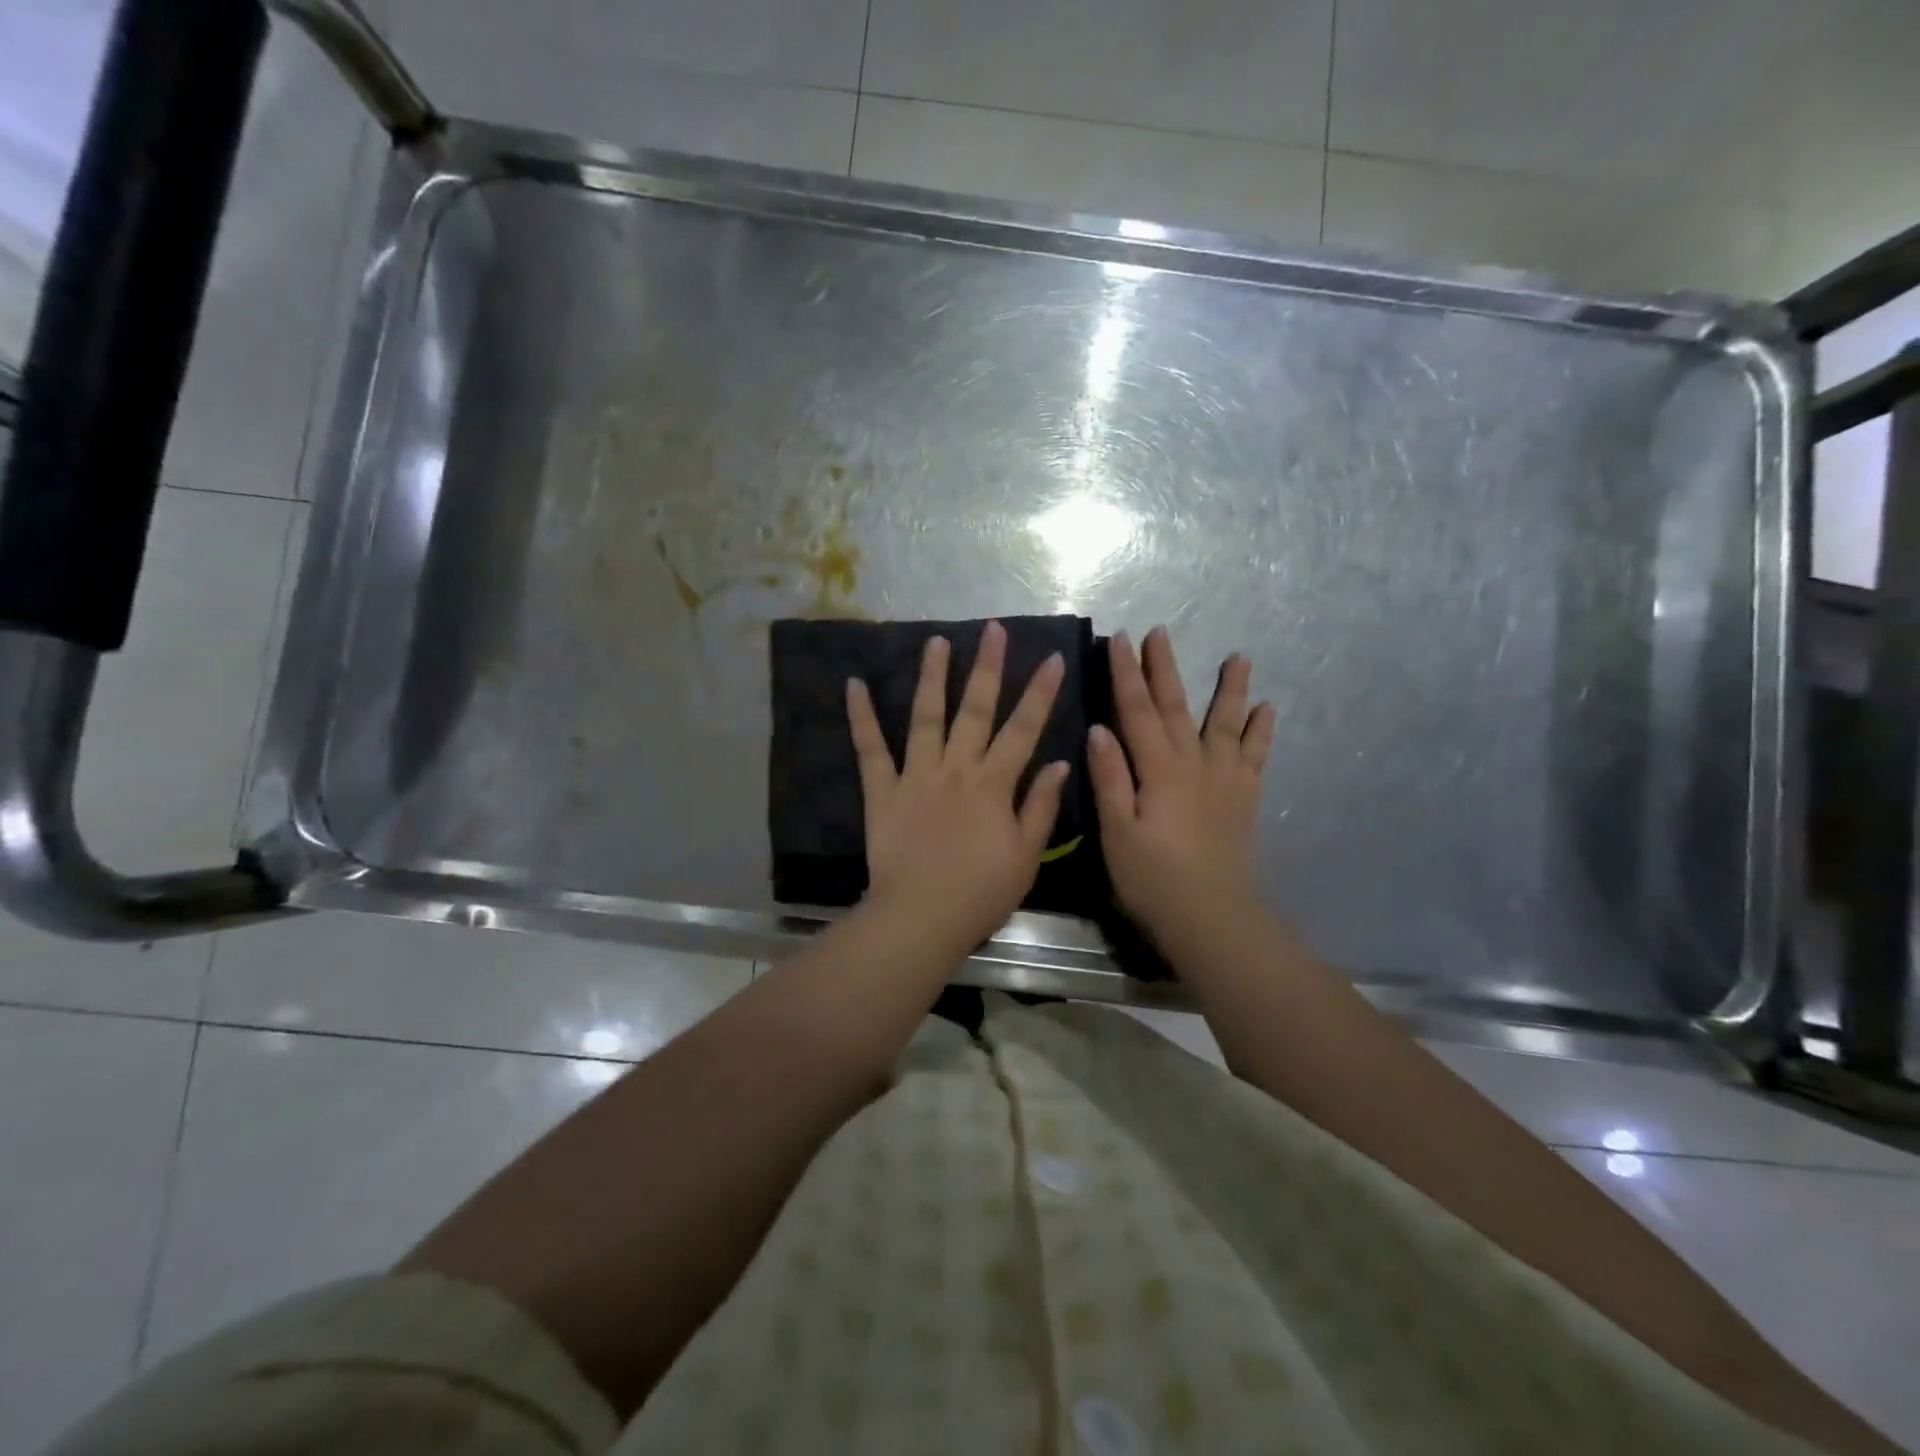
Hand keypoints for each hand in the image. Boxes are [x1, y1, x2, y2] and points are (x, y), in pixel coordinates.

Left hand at [847, 621, 1070, 949]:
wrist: (921, 918)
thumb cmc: (980, 893)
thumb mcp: (1026, 856)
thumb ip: (1040, 806)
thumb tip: (1057, 762)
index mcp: (994, 785)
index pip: (1023, 729)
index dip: (1040, 693)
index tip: (1051, 657)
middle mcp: (956, 769)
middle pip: (975, 710)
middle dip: (987, 667)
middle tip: (993, 629)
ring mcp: (916, 776)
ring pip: (926, 717)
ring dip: (932, 677)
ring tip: (935, 641)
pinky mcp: (882, 791)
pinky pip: (870, 750)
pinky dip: (861, 718)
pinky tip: (853, 685)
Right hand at [1088, 627, 1274, 938]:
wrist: (1211, 917)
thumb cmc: (1152, 879)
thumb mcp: (1117, 832)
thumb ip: (1110, 779)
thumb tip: (1100, 728)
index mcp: (1158, 770)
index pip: (1137, 711)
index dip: (1126, 674)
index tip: (1119, 639)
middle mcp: (1194, 764)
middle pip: (1176, 707)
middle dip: (1165, 668)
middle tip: (1160, 631)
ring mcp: (1224, 780)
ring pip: (1225, 723)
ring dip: (1229, 688)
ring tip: (1239, 657)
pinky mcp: (1243, 799)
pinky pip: (1255, 756)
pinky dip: (1261, 731)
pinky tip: (1266, 709)